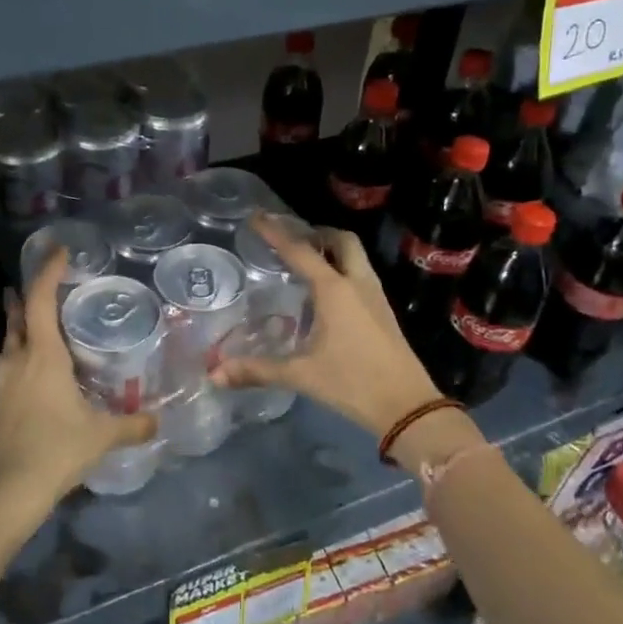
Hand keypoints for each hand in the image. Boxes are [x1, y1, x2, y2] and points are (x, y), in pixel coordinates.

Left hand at [0, 250, 156, 530]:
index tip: (59, 251)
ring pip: (8, 346)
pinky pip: (7, 374)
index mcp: (41, 356)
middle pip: (17, 318)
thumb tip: (158, 421)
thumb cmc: (54, 450)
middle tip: (37, 285)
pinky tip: (34, 381)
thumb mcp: (100, 436)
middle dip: (24, 297)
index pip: (40, 299)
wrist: (1, 494)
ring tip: (38, 330)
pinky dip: (20, 364)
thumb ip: (132, 425)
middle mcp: (15, 362)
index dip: (48, 271)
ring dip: (20, 331)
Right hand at [211, 216, 445, 444]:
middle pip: (341, 241)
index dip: (276, 233)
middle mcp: (357, 283)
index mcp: (334, 290)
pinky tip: (327, 293)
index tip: (257, 217)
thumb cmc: (353, 383)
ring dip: (333, 249)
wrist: (408, 406)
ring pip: (356, 256)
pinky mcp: (384, 312)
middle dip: (316, 232)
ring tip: (307, 260)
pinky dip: (343, 268)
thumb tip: (215, 375)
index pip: (300, 251)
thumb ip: (258, 371)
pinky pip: (362, 274)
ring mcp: (375, 296)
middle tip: (292, 239)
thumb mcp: (301, 375)